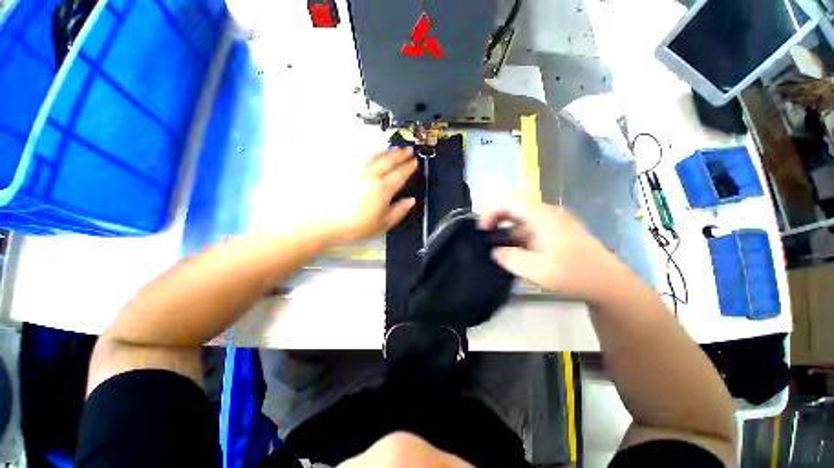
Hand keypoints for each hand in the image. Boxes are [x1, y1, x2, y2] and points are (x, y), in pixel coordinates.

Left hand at [323, 147, 417, 244]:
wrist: (326, 222)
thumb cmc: (356, 226)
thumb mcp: (382, 224)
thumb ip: (399, 211)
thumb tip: (411, 201)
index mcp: (382, 190)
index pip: (400, 174)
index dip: (409, 167)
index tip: (414, 162)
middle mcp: (371, 176)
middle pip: (389, 161)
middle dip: (400, 154)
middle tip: (408, 149)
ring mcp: (357, 171)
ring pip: (375, 156)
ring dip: (386, 151)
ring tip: (393, 149)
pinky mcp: (345, 171)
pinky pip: (361, 158)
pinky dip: (371, 154)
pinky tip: (372, 154)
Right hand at [480, 203, 618, 301]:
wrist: (608, 283)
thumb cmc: (574, 273)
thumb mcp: (536, 269)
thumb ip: (510, 258)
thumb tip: (495, 251)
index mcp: (541, 216)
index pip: (508, 202)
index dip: (490, 212)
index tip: (483, 231)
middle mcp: (546, 213)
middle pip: (513, 209)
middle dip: (497, 222)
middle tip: (487, 240)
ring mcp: (552, 222)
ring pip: (521, 221)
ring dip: (507, 232)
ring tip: (500, 250)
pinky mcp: (555, 232)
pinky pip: (529, 229)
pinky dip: (518, 238)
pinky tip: (516, 253)